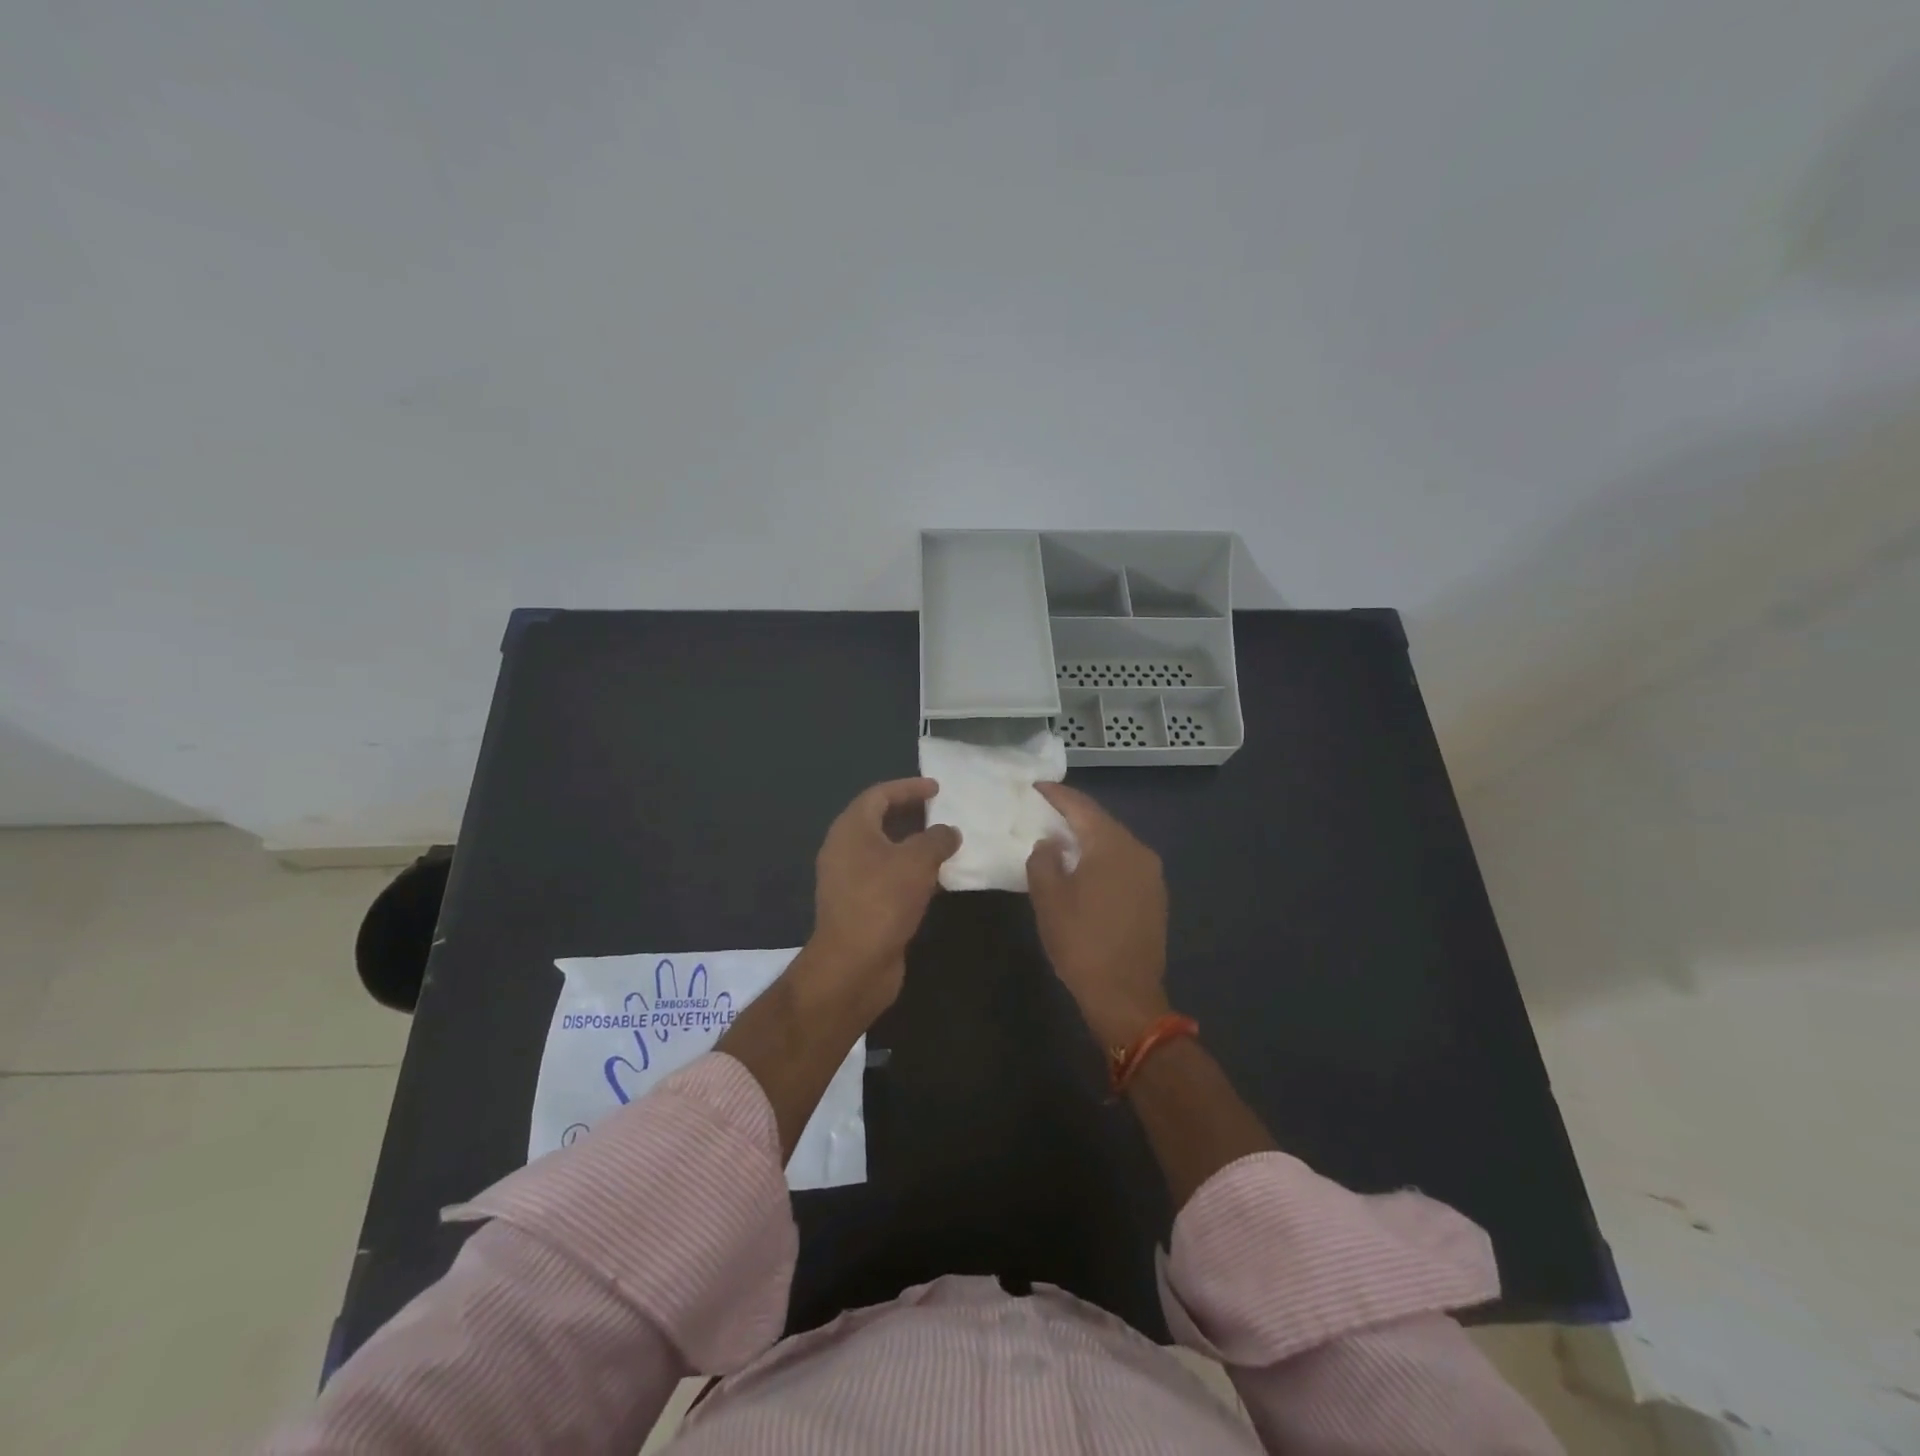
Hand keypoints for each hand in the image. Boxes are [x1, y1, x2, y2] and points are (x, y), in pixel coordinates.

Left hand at [803, 777, 960, 1022]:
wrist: (854, 965)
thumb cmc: (882, 901)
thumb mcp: (917, 861)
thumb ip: (937, 839)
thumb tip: (949, 832)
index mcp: (851, 829)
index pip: (879, 795)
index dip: (909, 787)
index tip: (937, 788)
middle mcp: (844, 850)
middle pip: (879, 821)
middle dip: (911, 814)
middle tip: (941, 812)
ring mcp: (849, 880)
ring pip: (884, 851)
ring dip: (913, 845)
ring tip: (944, 844)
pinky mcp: (858, 906)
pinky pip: (886, 877)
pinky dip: (909, 872)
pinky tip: (935, 880)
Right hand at [1026, 782, 1171, 1046]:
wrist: (1125, 995)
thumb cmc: (1081, 942)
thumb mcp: (1049, 899)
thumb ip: (1043, 861)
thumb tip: (1049, 844)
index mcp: (1112, 846)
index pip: (1082, 808)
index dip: (1057, 795)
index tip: (1037, 786)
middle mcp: (1138, 851)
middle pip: (1101, 822)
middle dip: (1073, 815)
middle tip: (1046, 810)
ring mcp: (1151, 874)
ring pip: (1114, 843)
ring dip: (1089, 838)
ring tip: (1061, 838)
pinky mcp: (1155, 896)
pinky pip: (1124, 863)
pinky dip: (1102, 858)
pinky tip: (1085, 868)